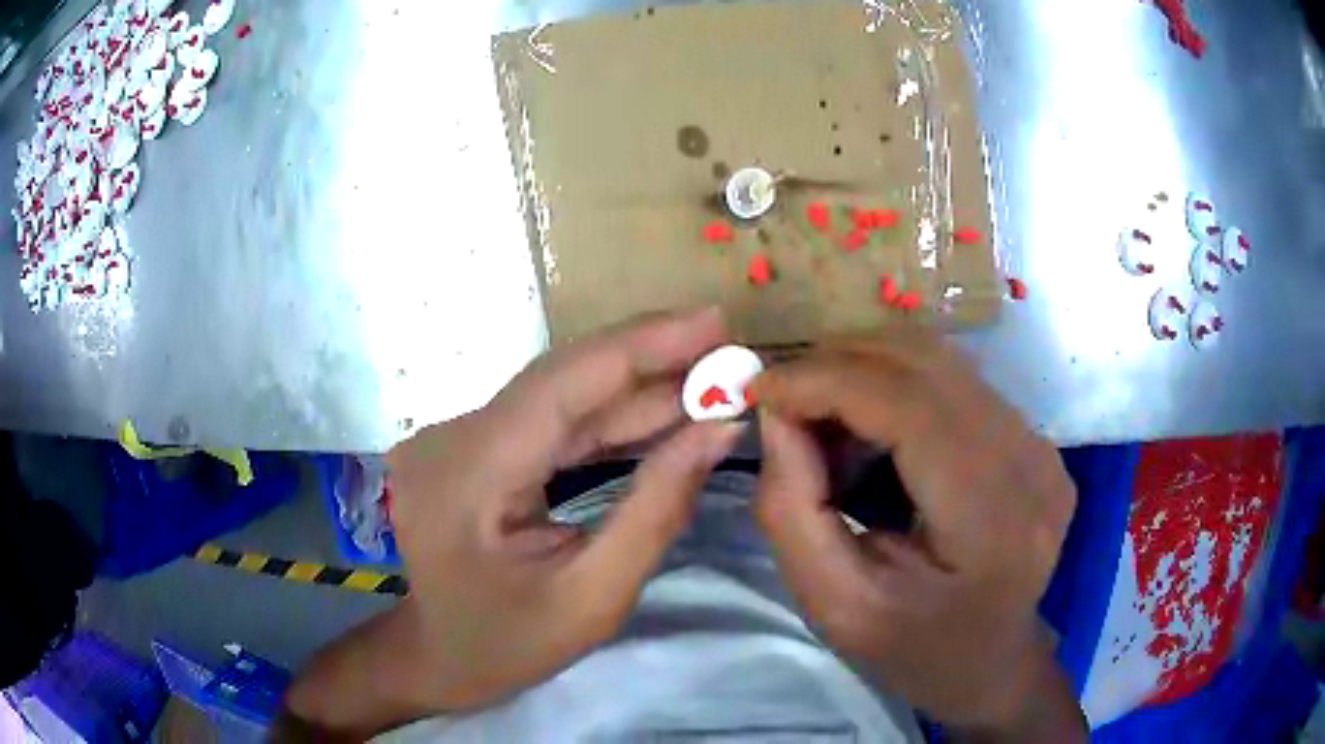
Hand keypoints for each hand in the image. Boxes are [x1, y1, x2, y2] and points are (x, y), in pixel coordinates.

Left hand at [385, 308, 741, 712]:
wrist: (433, 657)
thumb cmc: (506, 646)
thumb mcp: (593, 597)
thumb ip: (656, 510)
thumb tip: (717, 431)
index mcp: (468, 474)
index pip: (562, 386)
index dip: (643, 345)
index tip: (715, 321)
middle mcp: (453, 437)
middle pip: (562, 380)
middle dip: (650, 360)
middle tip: (727, 351)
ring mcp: (457, 438)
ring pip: (558, 397)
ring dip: (635, 387)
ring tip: (709, 377)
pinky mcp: (470, 447)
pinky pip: (548, 422)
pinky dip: (607, 416)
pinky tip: (661, 410)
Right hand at [747, 330, 1082, 739]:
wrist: (990, 664)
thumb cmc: (913, 651)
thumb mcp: (833, 604)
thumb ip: (792, 509)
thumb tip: (775, 413)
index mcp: (990, 518)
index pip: (908, 404)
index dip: (826, 380)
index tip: (761, 389)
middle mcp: (1029, 462)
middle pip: (926, 363)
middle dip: (838, 364)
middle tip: (785, 405)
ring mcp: (1040, 445)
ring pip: (939, 362)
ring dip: (866, 374)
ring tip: (825, 423)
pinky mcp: (1035, 440)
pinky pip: (956, 384)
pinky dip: (898, 390)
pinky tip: (874, 437)